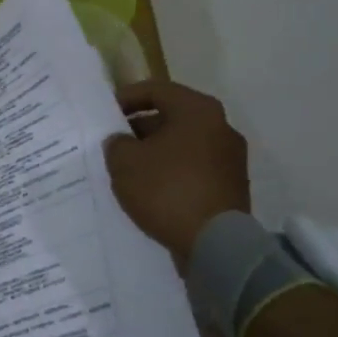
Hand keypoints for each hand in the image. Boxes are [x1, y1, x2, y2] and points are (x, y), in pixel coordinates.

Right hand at [103, 80, 249, 262]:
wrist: (217, 246)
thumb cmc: (167, 190)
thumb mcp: (124, 162)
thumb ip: (117, 143)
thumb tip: (123, 141)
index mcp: (198, 110)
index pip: (156, 90)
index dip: (126, 98)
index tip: (105, 113)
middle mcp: (221, 127)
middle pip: (172, 117)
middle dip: (140, 128)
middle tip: (115, 143)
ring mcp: (231, 158)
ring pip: (183, 144)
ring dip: (156, 152)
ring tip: (129, 169)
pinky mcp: (231, 186)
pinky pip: (194, 169)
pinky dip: (172, 172)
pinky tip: (151, 189)